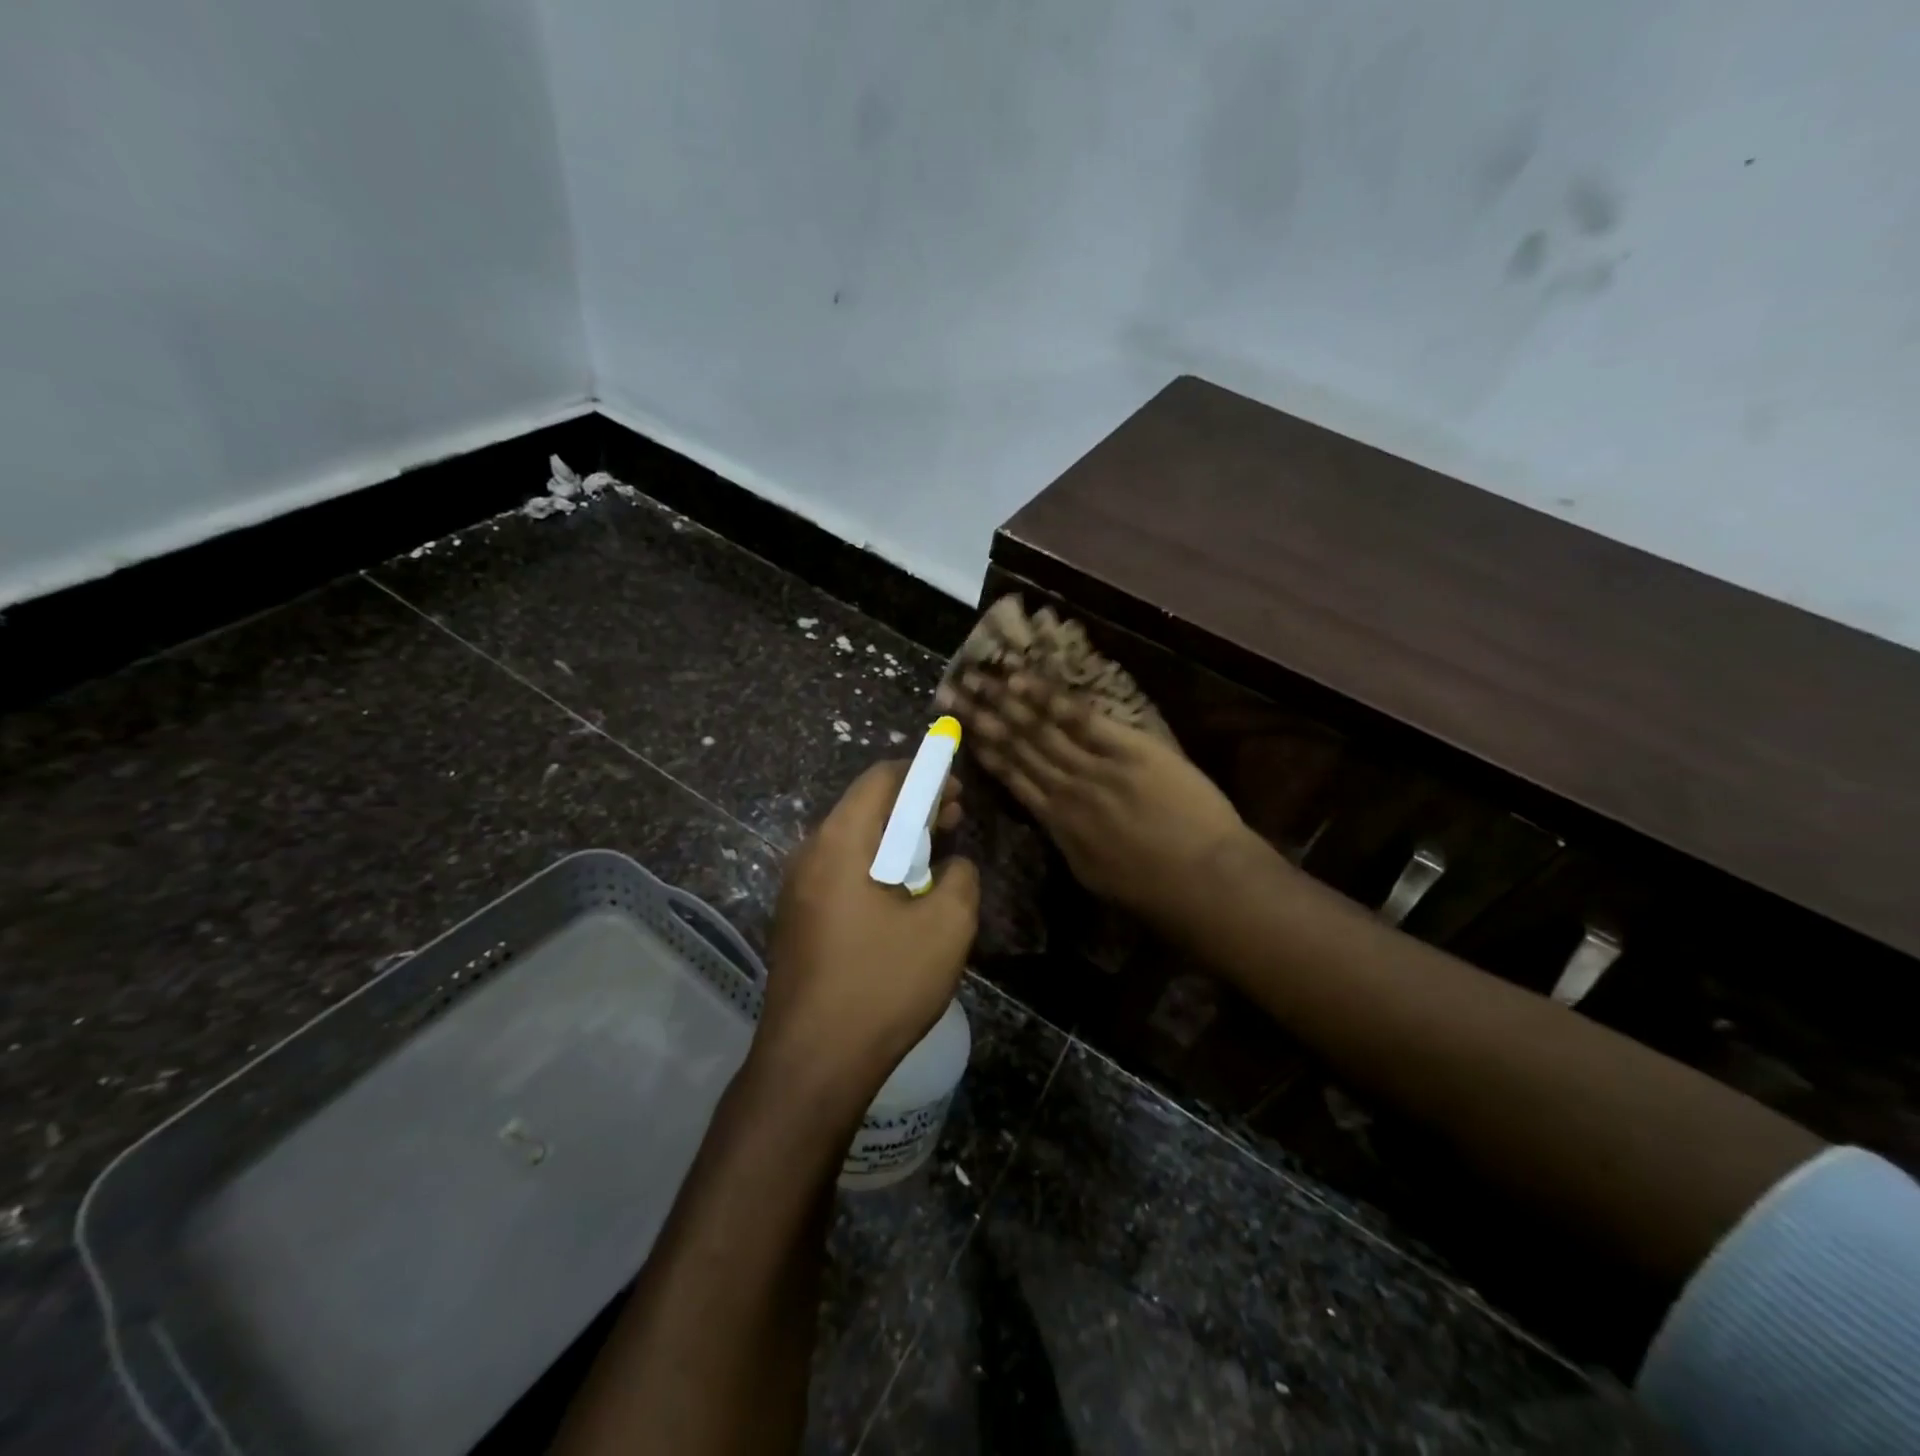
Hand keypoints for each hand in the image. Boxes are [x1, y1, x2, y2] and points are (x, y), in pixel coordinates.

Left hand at [756, 761, 979, 1101]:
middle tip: (954, 820)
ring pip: (853, 843)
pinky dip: (875, 869)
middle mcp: (809, 854)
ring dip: (896, 842)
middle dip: (913, 808)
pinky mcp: (797, 920)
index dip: (923, 773)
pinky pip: (840, 874)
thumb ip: (959, 878)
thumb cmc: (883, 984)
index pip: (881, 779)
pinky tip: (902, 900)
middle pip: (864, 808)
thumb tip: (952, 866)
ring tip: (935, 861)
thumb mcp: (946, 926)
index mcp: (841, 841)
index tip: (957, 788)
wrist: (813, 1063)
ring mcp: (797, 889)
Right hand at [938, 669, 1258, 935]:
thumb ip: (1068, 840)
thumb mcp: (1094, 874)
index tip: (959, 729)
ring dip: (1002, 701)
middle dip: (980, 717)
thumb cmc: (1154, 890)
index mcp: (1056, 825)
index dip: (983, 750)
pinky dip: (1046, 698)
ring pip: (1037, 729)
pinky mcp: (1126, 748)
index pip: (1011, 778)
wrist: (1204, 881)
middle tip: (949, 692)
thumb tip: (1051, 820)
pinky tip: (1019, 680)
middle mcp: (1064, 790)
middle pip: (1015, 747)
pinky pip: (1078, 718)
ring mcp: (1093, 767)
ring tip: (974, 679)